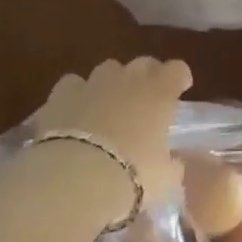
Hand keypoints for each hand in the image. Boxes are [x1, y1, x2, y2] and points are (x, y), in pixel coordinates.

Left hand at [34, 57, 191, 213]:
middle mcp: (128, 80)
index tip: (180, 89)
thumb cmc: (132, 175)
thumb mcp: (165, 178)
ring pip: (108, 69)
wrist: (75, 177)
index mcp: (160, 93)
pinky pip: (72, 84)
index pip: (177, 70)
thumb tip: (172, 163)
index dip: (179, 77)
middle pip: (143, 63)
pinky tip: (75, 111)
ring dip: (112, 83)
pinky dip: (76, 94)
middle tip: (146, 99)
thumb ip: (171, 165)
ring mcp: (93, 83)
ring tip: (109, 105)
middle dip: (147, 76)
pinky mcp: (61, 95)